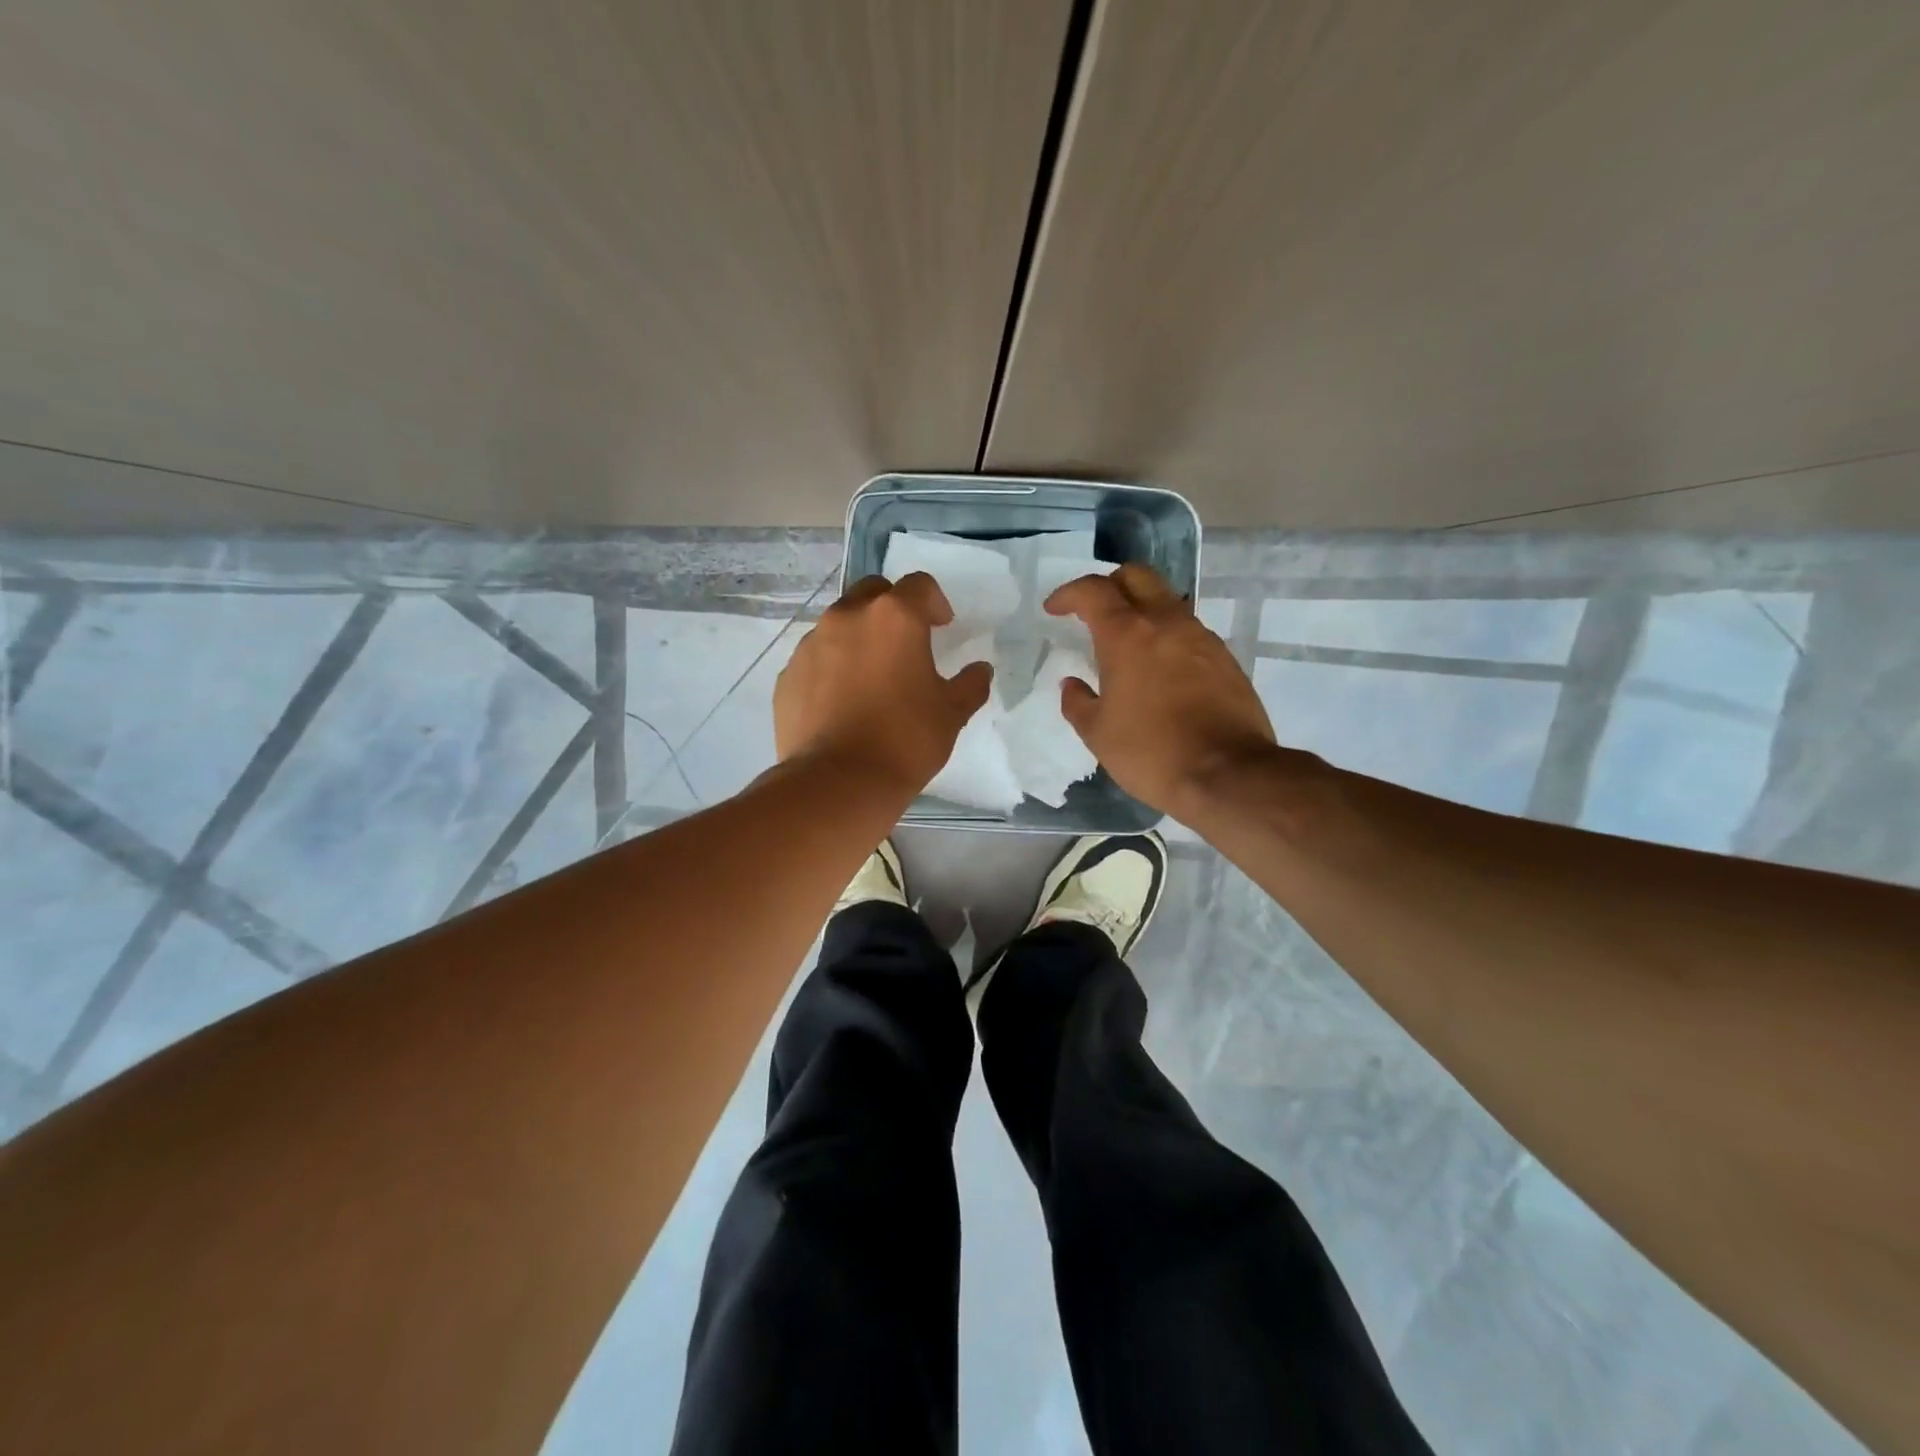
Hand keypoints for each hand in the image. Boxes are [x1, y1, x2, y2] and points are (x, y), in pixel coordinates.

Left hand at [775, 572, 993, 796]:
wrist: (838, 783)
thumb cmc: (905, 740)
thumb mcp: (952, 713)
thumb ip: (970, 684)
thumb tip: (980, 670)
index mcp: (894, 617)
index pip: (919, 585)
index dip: (934, 602)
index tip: (942, 626)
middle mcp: (847, 618)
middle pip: (873, 592)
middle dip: (892, 608)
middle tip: (905, 643)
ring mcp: (811, 644)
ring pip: (839, 624)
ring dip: (859, 637)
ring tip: (870, 677)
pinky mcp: (788, 674)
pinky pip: (816, 658)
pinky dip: (831, 668)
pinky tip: (842, 703)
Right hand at [1046, 564, 1276, 814]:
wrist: (1227, 774)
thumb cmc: (1151, 752)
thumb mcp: (1098, 734)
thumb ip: (1078, 702)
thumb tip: (1072, 685)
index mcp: (1127, 634)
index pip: (1093, 591)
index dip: (1068, 594)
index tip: (1054, 609)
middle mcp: (1166, 623)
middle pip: (1137, 576)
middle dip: (1109, 585)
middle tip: (1093, 611)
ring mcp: (1201, 637)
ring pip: (1167, 601)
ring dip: (1142, 610)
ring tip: (1127, 643)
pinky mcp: (1224, 658)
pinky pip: (1188, 631)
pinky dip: (1167, 636)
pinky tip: (1160, 669)